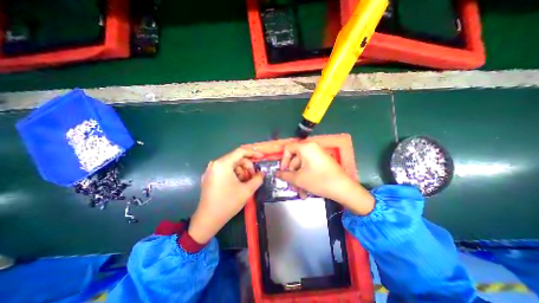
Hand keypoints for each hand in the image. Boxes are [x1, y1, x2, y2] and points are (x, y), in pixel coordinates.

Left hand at [189, 147, 264, 243]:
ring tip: (245, 183)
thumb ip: (258, 179)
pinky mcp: (210, 177)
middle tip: (253, 176)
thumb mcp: (247, 190)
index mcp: (223, 164)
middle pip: (236, 158)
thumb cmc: (228, 203)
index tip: (262, 157)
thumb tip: (262, 173)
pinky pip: (225, 170)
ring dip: (241, 171)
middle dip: (247, 166)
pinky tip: (237, 184)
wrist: (208, 219)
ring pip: (231, 165)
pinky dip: (234, 174)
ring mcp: (211, 170)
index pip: (241, 152)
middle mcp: (215, 164)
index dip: (253, 153)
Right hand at [274, 143, 375, 214]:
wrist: (344, 189)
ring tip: (300, 193)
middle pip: (295, 159)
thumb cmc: (318, 180)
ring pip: (302, 166)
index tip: (283, 172)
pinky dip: (306, 178)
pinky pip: (310, 168)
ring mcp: (318, 155)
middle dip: (292, 175)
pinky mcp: (323, 163)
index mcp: (306, 147)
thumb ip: (285, 175)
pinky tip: (306, 192)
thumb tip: (276, 173)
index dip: (283, 160)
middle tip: (291, 186)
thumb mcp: (299, 179)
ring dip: (299, 180)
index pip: (288, 149)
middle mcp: (312, 148)